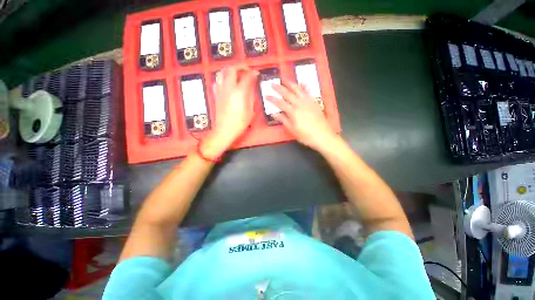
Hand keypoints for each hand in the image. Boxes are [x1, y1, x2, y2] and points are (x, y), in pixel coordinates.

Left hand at [201, 66, 257, 157]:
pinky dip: (223, 78)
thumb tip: (251, 87)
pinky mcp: (216, 94)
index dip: (253, 73)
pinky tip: (228, 83)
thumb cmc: (240, 123)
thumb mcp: (250, 111)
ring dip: (230, 70)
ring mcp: (220, 90)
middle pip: (232, 69)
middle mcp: (228, 88)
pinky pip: (218, 81)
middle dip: (240, 67)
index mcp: (239, 92)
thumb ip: (251, 96)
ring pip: (222, 72)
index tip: (256, 73)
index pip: (246, 76)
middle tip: (246, 71)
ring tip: (236, 74)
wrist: (225, 130)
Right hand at [268, 82, 336, 150]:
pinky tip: (302, 83)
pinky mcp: (314, 102)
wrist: (323, 135)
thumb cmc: (306, 135)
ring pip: (298, 90)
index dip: (272, 99)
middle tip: (272, 83)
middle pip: (287, 94)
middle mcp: (300, 104)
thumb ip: (283, 120)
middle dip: (279, 88)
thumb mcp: (293, 130)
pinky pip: (308, 92)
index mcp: (293, 112)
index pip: (280, 103)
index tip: (266, 95)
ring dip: (290, 83)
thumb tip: (274, 114)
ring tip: (284, 79)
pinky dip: (304, 86)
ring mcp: (308, 102)